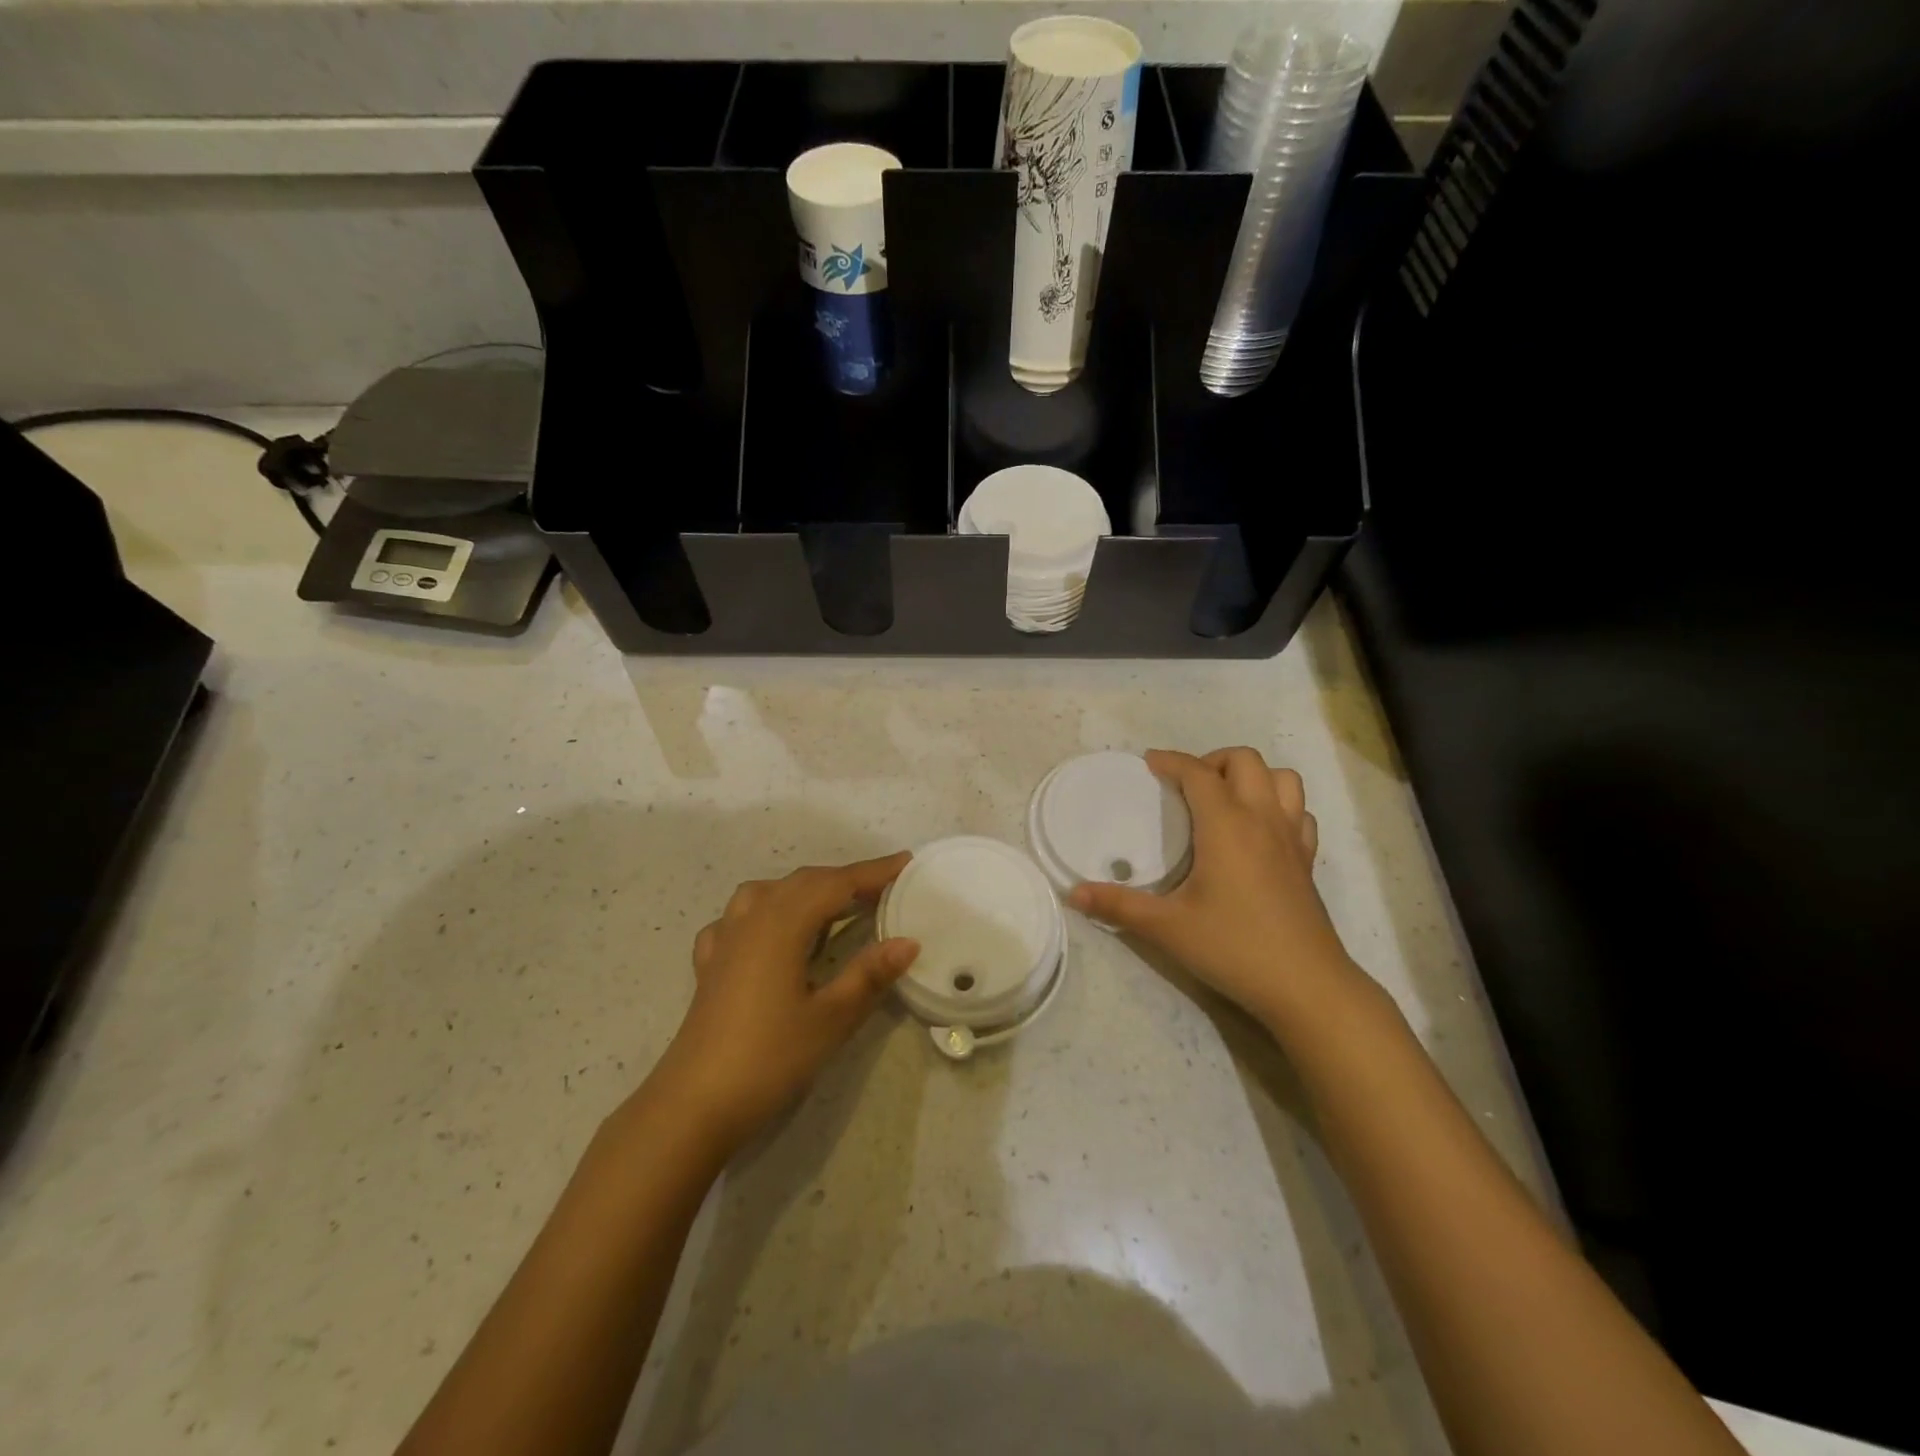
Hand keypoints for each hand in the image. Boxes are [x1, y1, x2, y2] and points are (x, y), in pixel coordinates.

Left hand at [648, 854, 918, 1154]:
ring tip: (832, 906)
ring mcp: (725, 939)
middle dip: (845, 879)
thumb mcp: (831, 1018)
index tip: (906, 863)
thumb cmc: (769, 1058)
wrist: (694, 1105)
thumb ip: (869, 974)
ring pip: (769, 892)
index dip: (873, 872)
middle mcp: (752, 918)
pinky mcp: (710, 964)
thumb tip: (908, 942)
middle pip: (804, 882)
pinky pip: (739, 919)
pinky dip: (765, 912)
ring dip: (805, 890)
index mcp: (783, 924)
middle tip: (883, 889)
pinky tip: (771, 934)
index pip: (836, 884)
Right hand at [1070, 749, 1363, 1033]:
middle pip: (1245, 760)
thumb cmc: (1233, 947)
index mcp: (1226, 825)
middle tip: (1186, 787)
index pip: (1197, 773)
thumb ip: (1118, 905)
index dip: (1171, 761)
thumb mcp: (1166, 927)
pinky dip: (1280, 807)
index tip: (1149, 763)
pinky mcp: (1307, 861)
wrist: (1306, 985)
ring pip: (1283, 779)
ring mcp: (1291, 838)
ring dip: (1253, 777)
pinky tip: (1260, 832)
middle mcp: (1262, 819)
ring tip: (1225, 800)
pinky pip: (1299, 813)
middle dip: (1212, 761)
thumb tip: (1073, 893)